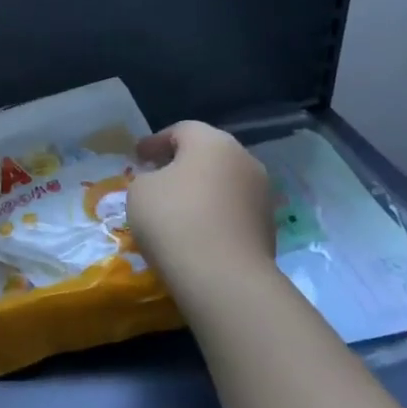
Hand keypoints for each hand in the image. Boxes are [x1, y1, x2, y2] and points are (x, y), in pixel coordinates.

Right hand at [127, 121, 279, 308]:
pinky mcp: (268, 227)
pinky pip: (233, 209)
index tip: (137, 156)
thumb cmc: (174, 219)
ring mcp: (261, 194)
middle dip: (182, 162)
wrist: (223, 277)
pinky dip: (215, 213)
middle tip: (157, 176)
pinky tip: (196, 229)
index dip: (155, 142)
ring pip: (224, 182)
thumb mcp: (140, 190)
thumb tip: (161, 181)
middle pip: (208, 153)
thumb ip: (148, 177)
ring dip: (202, 189)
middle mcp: (244, 160)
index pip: (181, 130)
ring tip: (177, 206)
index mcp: (212, 142)